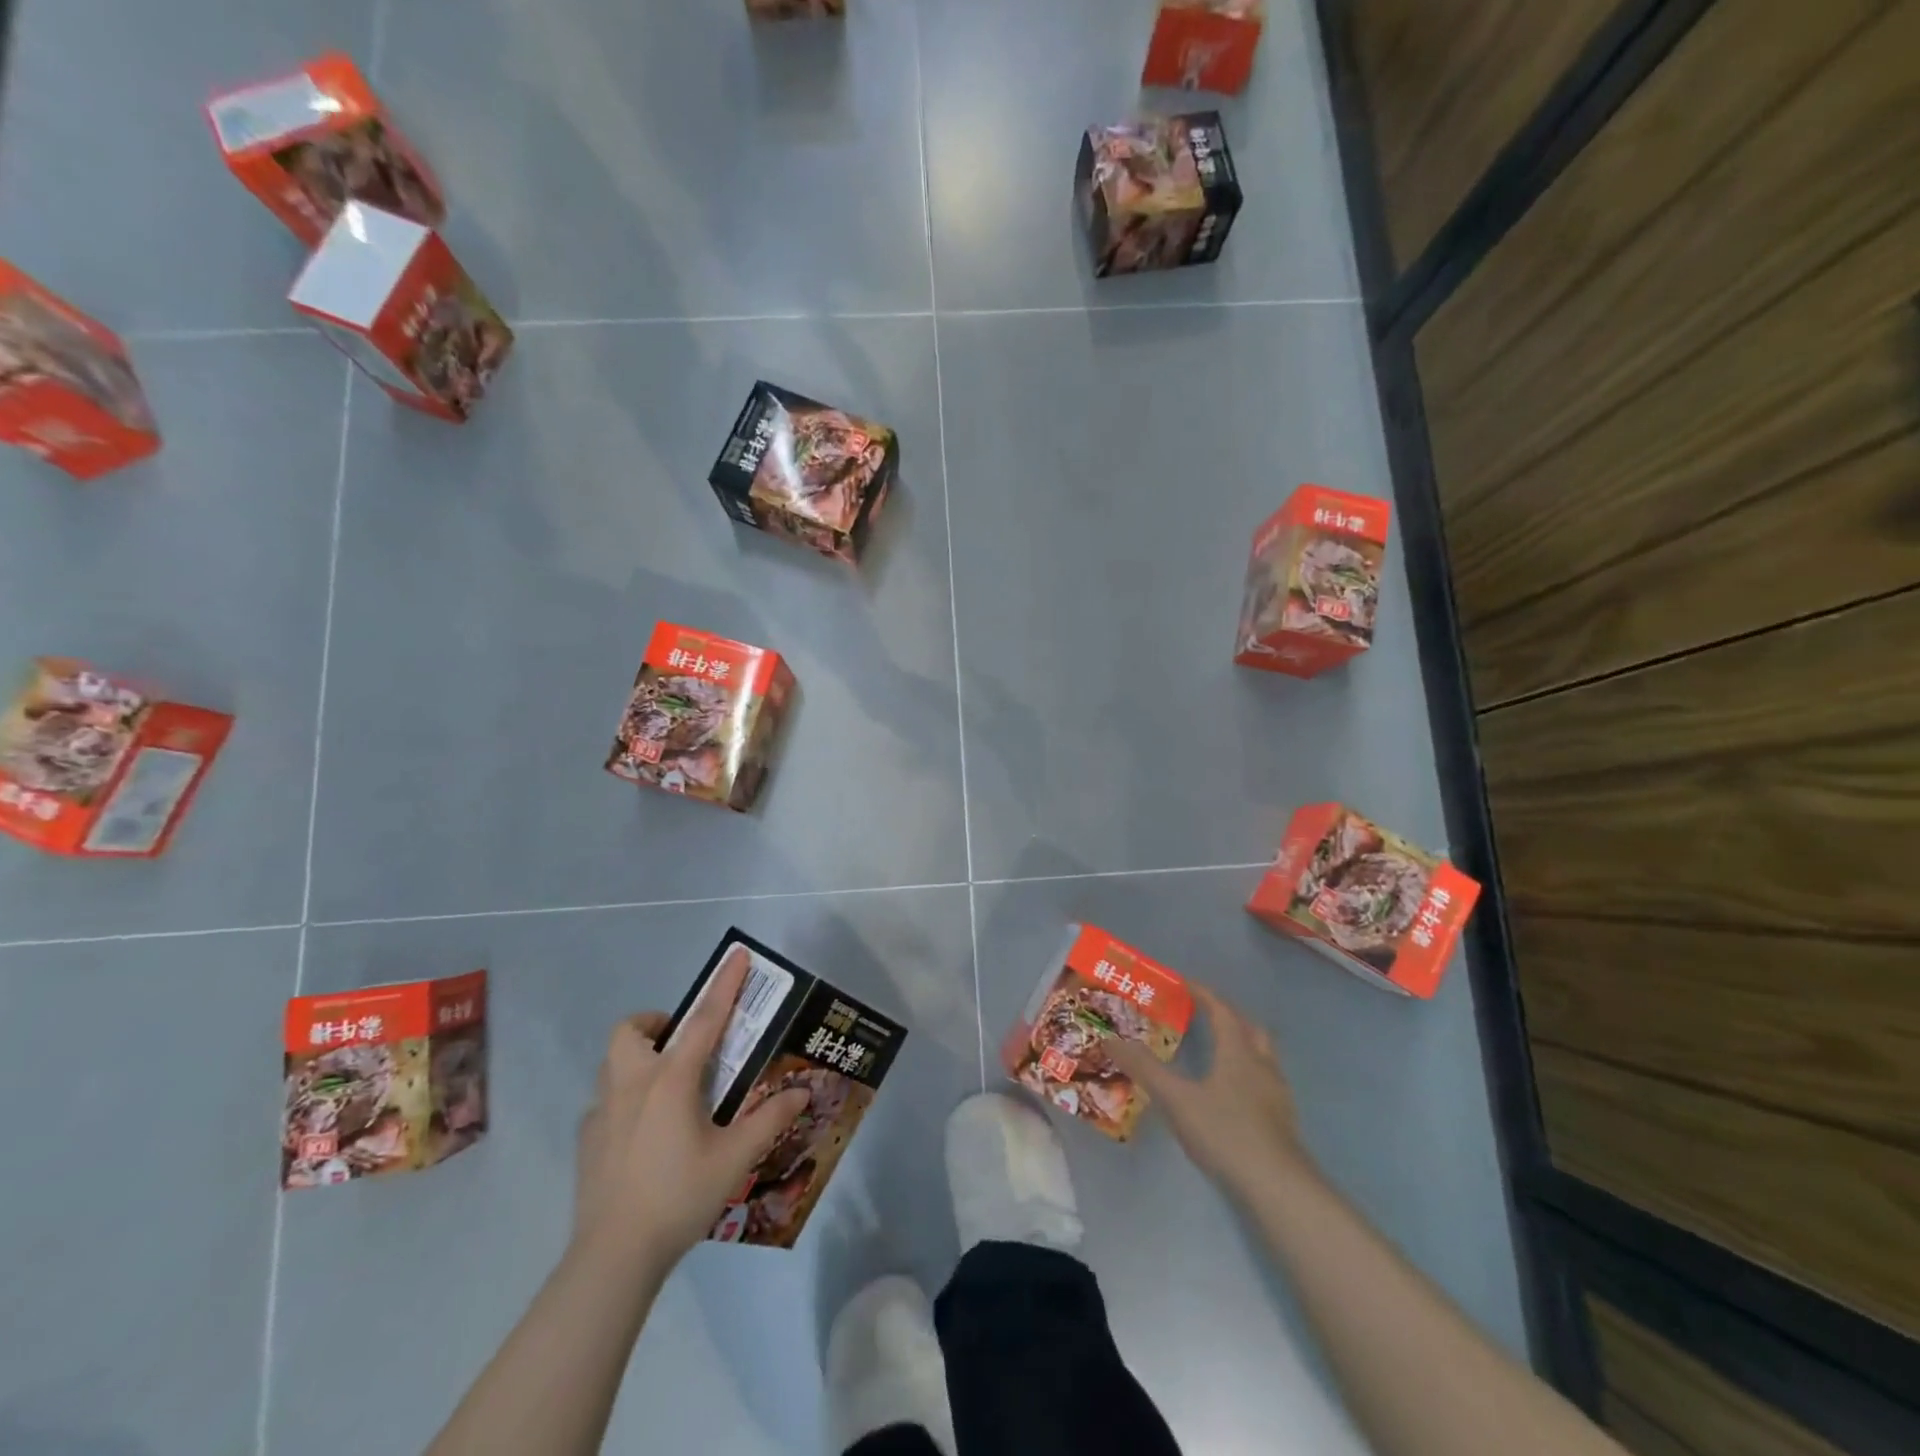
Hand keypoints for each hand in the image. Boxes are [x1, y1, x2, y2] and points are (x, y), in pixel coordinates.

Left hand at [572, 947, 810, 1270]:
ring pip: (613, 1061)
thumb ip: (770, 1119)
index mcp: (671, 1080)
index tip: (737, 955)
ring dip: (638, 1056)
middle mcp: (633, 1084)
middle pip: (632, 1030)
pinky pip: (604, 1100)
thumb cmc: (679, 1196)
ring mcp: (602, 1111)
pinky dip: (625, 1098)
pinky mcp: (586, 1139)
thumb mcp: (735, 1158)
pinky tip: (643, 1131)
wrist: (614, 1256)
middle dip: (657, 1023)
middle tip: (684, 1045)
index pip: (705, 1019)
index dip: (724, 984)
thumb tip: (802, 1092)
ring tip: (667, 1084)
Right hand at [1107, 984, 1313, 1198]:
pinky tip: (1232, 1092)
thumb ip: (1145, 1068)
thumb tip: (1109, 1039)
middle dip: (1227, 1015)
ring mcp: (1276, 1095)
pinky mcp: (1282, 1121)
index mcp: (1238, 1052)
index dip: (1203, 994)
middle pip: (1249, 1028)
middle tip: (1204, 1012)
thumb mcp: (1177, 1099)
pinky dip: (1247, 1071)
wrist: (1279, 1188)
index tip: (1184, 983)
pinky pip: (1264, 1080)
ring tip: (1217, 1049)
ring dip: (1241, 1043)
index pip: (1222, 1011)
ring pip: (1261, 1055)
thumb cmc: (1226, 1133)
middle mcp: (1262, 1065)